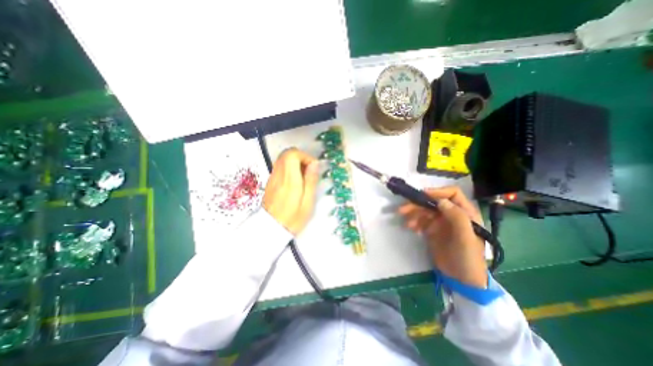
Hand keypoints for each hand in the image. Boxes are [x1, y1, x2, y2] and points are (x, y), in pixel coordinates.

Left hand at [263, 148, 320, 236]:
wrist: (271, 229)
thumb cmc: (293, 218)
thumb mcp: (308, 202)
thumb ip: (311, 181)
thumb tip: (315, 164)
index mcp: (289, 180)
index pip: (292, 154)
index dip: (305, 156)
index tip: (313, 167)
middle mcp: (279, 175)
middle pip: (287, 153)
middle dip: (301, 158)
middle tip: (309, 171)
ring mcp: (273, 177)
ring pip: (283, 159)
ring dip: (296, 163)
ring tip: (303, 177)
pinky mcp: (271, 181)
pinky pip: (280, 167)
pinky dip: (290, 168)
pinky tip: (295, 181)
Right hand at [395, 187, 486, 286]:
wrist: (461, 279)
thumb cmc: (468, 257)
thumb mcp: (466, 237)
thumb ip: (457, 217)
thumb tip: (440, 201)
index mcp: (465, 212)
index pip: (452, 193)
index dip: (437, 192)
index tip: (422, 195)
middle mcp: (452, 214)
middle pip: (433, 202)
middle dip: (418, 204)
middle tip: (403, 209)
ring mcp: (441, 222)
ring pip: (425, 211)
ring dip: (413, 214)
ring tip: (407, 223)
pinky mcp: (432, 230)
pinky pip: (420, 221)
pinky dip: (414, 222)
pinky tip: (411, 228)